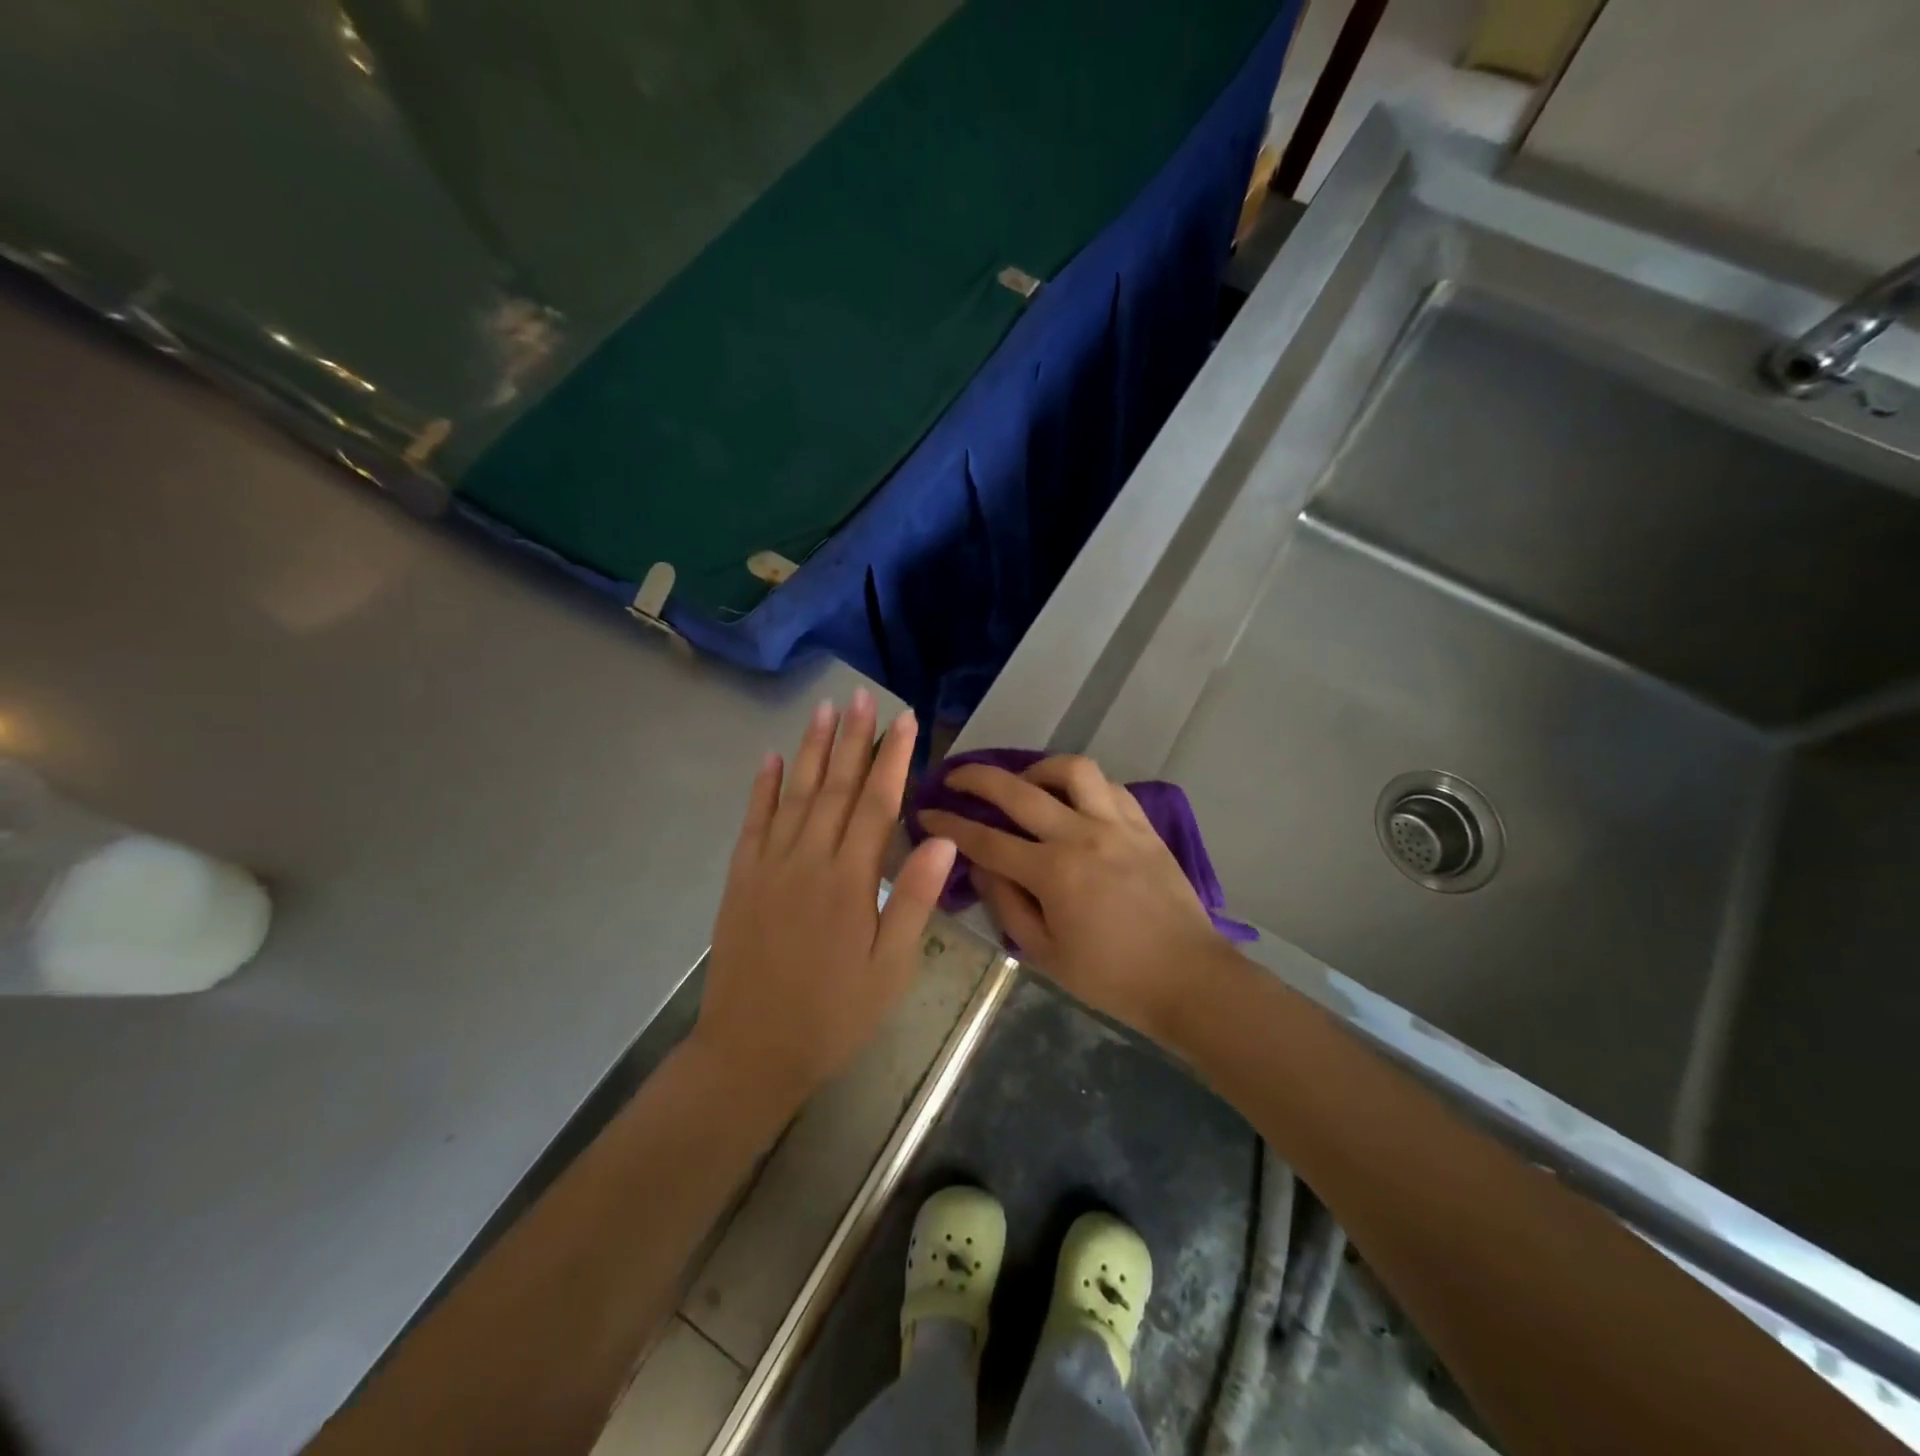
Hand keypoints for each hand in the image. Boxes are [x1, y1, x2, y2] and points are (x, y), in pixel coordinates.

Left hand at [694, 690, 956, 1111]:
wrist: (752, 1051)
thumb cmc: (834, 1015)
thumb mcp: (890, 969)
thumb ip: (914, 899)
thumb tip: (943, 837)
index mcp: (850, 882)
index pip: (876, 804)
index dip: (893, 758)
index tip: (906, 720)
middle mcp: (808, 861)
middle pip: (834, 787)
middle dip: (852, 738)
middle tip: (862, 696)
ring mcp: (769, 867)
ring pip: (794, 794)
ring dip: (809, 749)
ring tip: (822, 709)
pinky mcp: (741, 879)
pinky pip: (753, 822)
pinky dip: (761, 788)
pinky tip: (768, 759)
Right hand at [919, 755, 1226, 1041]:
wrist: (1188, 978)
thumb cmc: (1112, 978)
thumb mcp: (1045, 954)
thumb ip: (1007, 905)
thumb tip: (979, 868)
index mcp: (1053, 873)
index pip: (986, 840)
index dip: (949, 824)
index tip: (926, 811)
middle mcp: (1082, 835)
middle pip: (1018, 790)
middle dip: (976, 778)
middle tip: (956, 777)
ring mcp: (1117, 824)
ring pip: (1072, 769)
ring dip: (1038, 768)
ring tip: (1025, 782)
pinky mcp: (1144, 825)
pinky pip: (1109, 786)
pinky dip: (1083, 784)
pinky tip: (1073, 799)